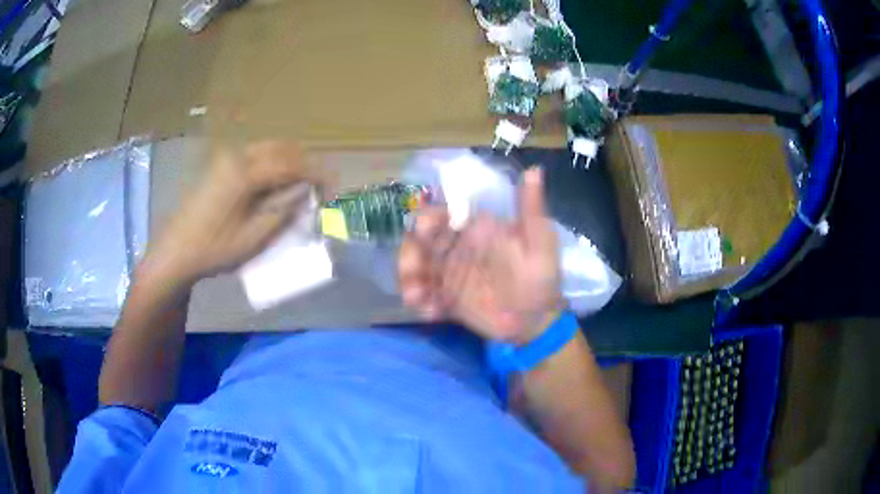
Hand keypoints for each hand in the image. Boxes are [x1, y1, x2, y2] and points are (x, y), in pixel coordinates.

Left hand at [145, 141, 328, 283]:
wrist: (175, 251)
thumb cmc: (214, 249)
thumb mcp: (253, 238)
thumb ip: (282, 212)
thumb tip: (305, 194)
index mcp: (245, 174)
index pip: (291, 164)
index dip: (316, 174)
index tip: (333, 188)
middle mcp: (236, 157)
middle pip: (281, 148)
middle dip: (305, 163)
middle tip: (320, 185)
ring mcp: (226, 159)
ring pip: (268, 148)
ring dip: (289, 160)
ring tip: (302, 183)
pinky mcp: (219, 166)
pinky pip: (254, 154)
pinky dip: (273, 162)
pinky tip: (276, 180)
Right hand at [399, 168, 561, 342]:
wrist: (536, 322)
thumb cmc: (540, 278)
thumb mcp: (540, 243)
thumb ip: (531, 209)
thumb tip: (534, 169)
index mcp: (476, 231)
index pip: (444, 215)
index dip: (428, 217)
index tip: (423, 229)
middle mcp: (458, 249)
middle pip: (421, 241)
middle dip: (409, 251)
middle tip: (411, 271)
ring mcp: (450, 275)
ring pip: (418, 268)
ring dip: (409, 278)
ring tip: (416, 296)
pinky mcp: (448, 299)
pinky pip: (425, 296)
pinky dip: (420, 302)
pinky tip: (430, 312)